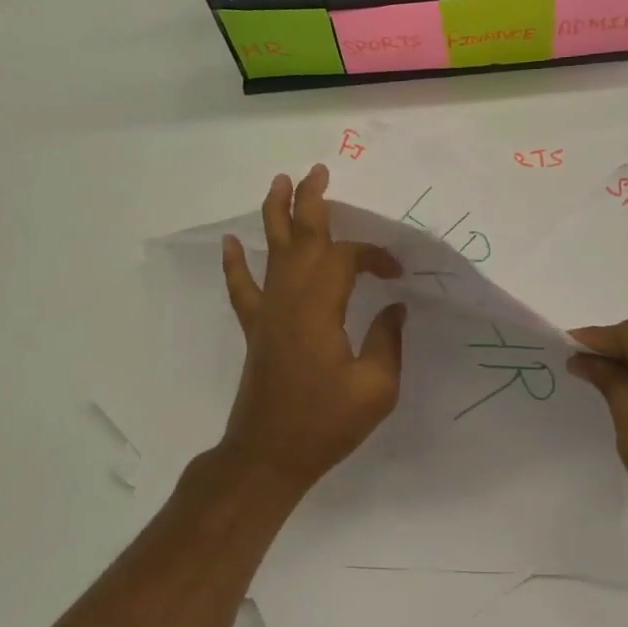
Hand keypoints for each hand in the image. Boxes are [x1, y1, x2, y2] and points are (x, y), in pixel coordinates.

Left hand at [218, 165, 405, 491]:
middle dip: (310, 202)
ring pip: (270, 252)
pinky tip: (230, 243)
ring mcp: (267, 314)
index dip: (374, 256)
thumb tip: (396, 309)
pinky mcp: (256, 331)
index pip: (347, 259)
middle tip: (318, 171)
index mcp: (321, 309)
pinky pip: (243, 289)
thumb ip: (387, 341)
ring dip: (276, 215)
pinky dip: (235, 264)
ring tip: (280, 183)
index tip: (397, 274)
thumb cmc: (326, 424)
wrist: (269, 455)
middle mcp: (289, 300)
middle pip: (300, 238)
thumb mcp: (376, 387)